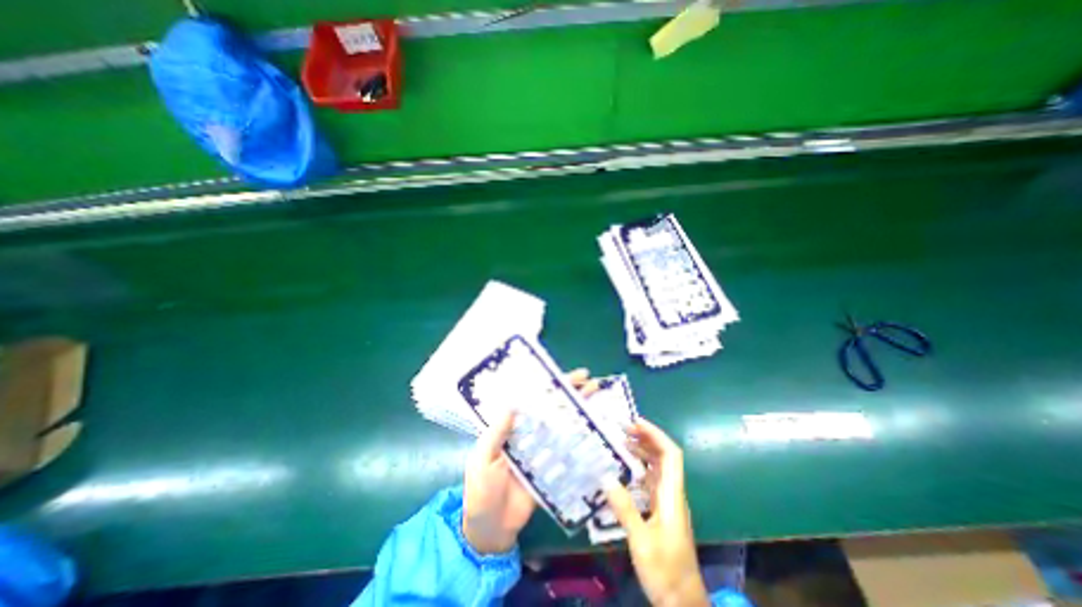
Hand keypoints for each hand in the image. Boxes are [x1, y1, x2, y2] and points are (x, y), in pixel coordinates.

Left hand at [463, 365, 599, 553]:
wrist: (490, 530)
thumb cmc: (480, 491)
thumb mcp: (483, 458)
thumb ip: (497, 434)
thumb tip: (513, 404)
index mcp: (511, 428)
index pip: (531, 401)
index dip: (547, 387)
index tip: (563, 375)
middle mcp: (530, 435)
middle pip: (552, 409)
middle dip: (569, 394)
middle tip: (589, 381)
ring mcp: (543, 452)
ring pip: (563, 426)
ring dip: (579, 412)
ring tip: (596, 397)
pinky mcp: (553, 470)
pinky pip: (569, 453)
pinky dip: (582, 441)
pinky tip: (595, 431)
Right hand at [600, 417, 711, 606]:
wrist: (682, 604)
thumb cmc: (666, 573)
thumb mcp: (642, 541)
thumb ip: (625, 509)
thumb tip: (605, 477)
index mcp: (672, 495)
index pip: (671, 455)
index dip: (655, 435)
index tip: (635, 423)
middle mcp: (671, 493)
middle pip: (663, 456)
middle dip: (646, 438)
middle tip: (622, 428)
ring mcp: (666, 502)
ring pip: (656, 467)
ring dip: (641, 451)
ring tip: (619, 441)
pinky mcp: (660, 511)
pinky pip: (650, 480)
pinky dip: (637, 468)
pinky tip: (622, 469)